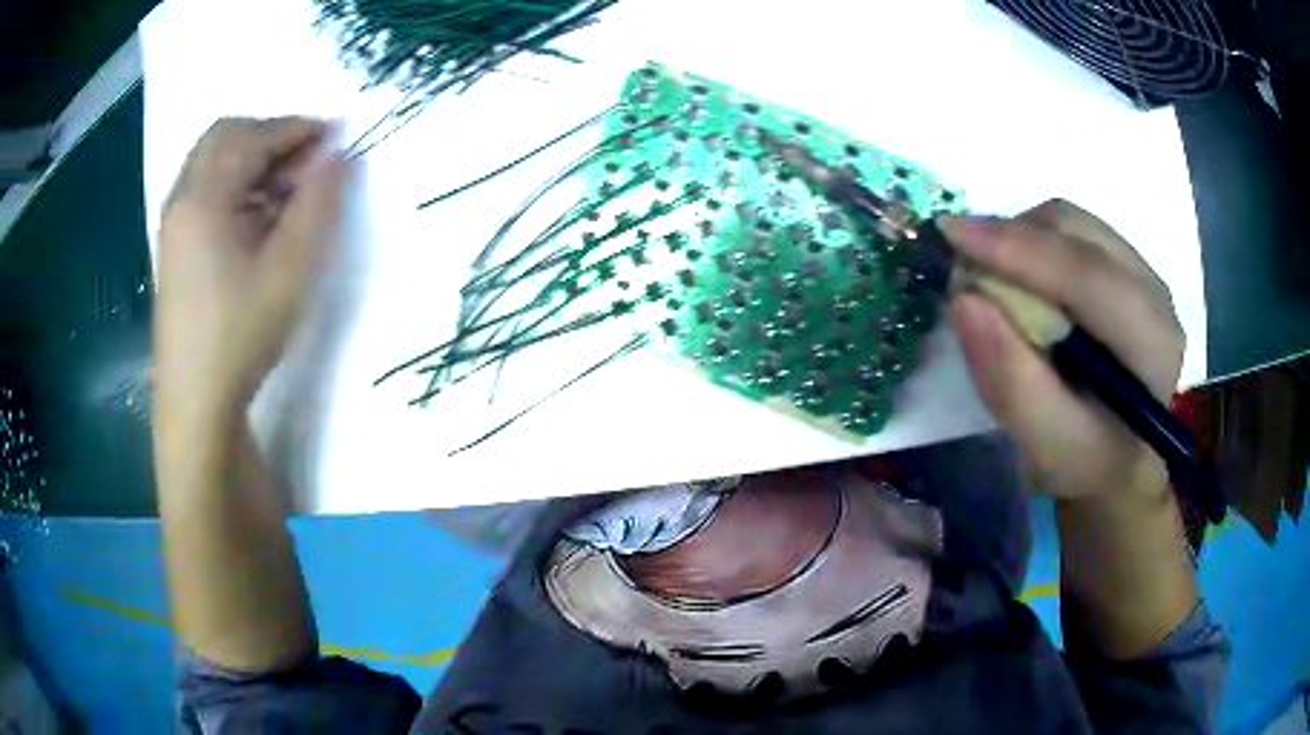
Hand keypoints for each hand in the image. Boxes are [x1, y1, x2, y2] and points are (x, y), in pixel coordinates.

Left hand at [156, 117, 352, 409]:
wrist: (196, 401)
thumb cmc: (241, 332)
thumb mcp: (291, 267)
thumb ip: (319, 203)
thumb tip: (341, 156)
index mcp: (205, 195)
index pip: (255, 135)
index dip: (300, 129)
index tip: (338, 137)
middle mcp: (183, 197)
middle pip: (227, 136)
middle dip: (272, 136)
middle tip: (308, 161)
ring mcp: (174, 222)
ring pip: (214, 161)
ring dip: (253, 159)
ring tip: (286, 190)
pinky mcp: (175, 245)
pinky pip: (205, 189)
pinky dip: (236, 183)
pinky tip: (256, 216)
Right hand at [941, 200, 1183, 501]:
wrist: (1121, 459)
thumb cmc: (1088, 464)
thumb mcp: (1048, 448)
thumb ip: (1012, 383)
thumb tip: (965, 300)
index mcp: (1152, 343)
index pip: (1088, 274)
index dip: (1019, 250)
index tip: (951, 236)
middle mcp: (1154, 292)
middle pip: (1077, 232)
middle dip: (1013, 239)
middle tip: (963, 270)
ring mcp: (1141, 271)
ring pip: (1070, 223)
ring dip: (1020, 240)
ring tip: (990, 281)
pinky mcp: (1123, 264)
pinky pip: (1070, 230)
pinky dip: (1032, 244)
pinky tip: (1019, 282)